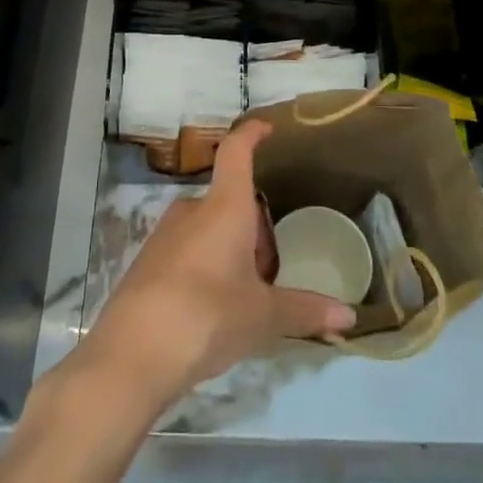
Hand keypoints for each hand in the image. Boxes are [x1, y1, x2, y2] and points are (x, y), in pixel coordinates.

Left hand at [77, 120, 356, 413]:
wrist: (132, 354)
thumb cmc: (207, 316)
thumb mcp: (263, 316)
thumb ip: (305, 311)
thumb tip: (351, 316)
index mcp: (224, 207)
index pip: (236, 152)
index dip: (251, 134)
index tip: (267, 128)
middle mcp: (192, 210)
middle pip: (228, 200)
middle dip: (252, 225)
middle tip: (271, 267)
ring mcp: (164, 235)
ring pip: (208, 227)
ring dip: (229, 248)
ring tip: (245, 294)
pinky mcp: (146, 263)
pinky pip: (187, 249)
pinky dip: (206, 265)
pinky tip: (212, 308)